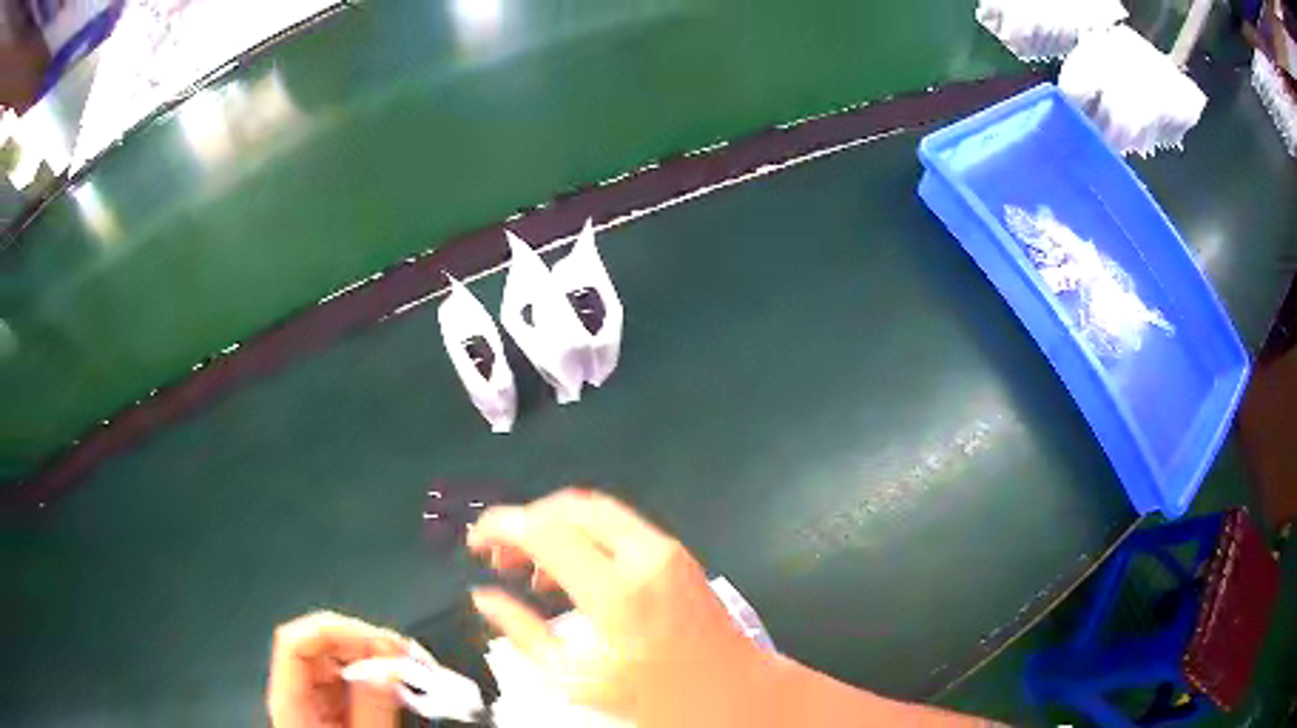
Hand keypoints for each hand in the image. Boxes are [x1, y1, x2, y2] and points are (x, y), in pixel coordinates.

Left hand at [267, 611, 418, 727]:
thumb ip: (374, 708)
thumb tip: (391, 665)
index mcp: (291, 701)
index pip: (296, 641)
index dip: (336, 630)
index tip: (382, 644)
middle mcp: (297, 692)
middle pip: (320, 644)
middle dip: (365, 642)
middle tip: (407, 655)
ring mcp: (313, 698)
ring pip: (338, 657)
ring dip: (376, 657)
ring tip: (412, 670)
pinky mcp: (331, 706)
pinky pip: (351, 677)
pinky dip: (378, 675)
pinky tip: (401, 685)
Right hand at [467, 489, 771, 727]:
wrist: (734, 693)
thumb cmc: (653, 698)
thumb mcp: (575, 679)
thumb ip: (522, 633)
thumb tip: (484, 597)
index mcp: (617, 594)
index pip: (544, 532)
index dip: (500, 526)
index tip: (475, 539)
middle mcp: (644, 557)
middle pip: (569, 506)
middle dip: (526, 521)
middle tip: (500, 556)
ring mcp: (667, 549)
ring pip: (594, 510)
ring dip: (554, 526)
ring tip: (530, 569)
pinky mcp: (677, 552)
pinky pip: (618, 525)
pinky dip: (583, 535)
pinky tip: (570, 572)